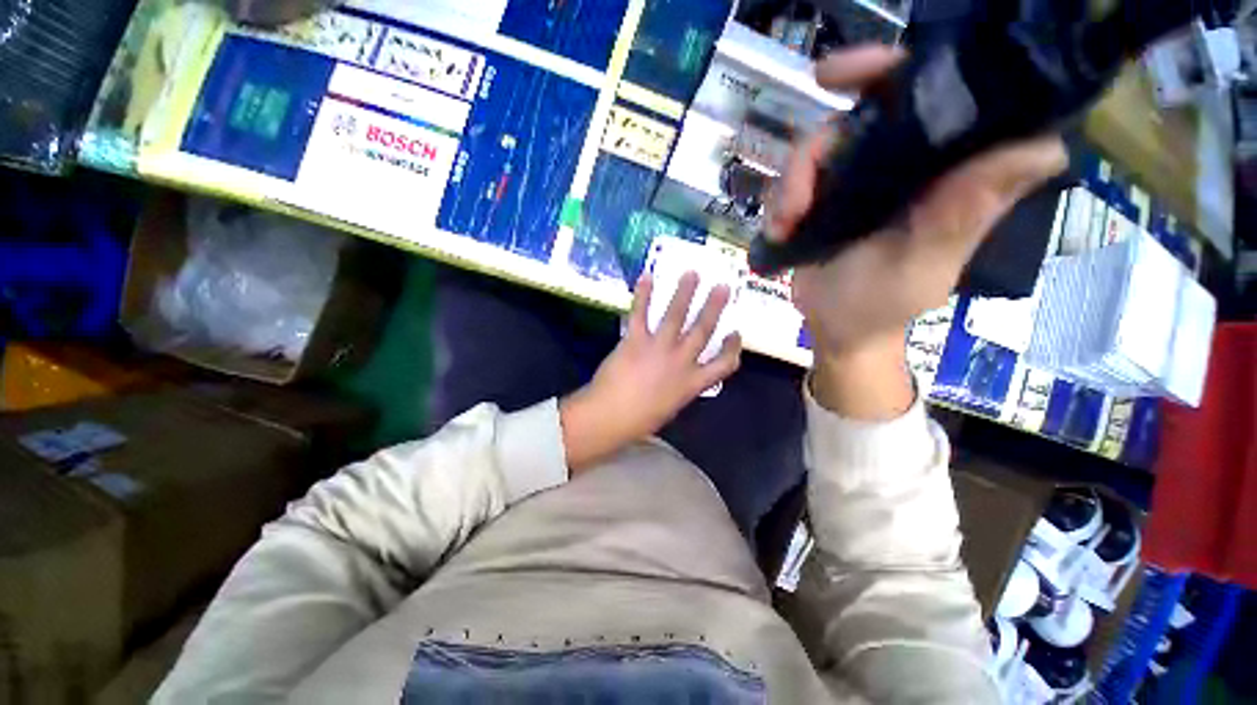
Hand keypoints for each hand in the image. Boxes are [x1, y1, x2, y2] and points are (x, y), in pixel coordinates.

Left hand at [559, 271, 741, 472]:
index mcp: (693, 383)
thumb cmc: (640, 420)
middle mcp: (681, 362)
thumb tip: (680, 376)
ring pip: (676, 315)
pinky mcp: (636, 340)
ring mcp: (659, 348)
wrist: (610, 417)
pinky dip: (643, 294)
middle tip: (723, 287)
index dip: (733, 348)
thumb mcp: (670, 406)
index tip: (735, 333)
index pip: (724, 365)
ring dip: (685, 292)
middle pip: (703, 330)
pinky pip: (641, 313)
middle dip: (715, 307)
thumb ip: (680, 388)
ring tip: (692, 274)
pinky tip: (647, 277)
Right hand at [769, 46, 1065, 417]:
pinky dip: (778, 204)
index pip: (931, 93)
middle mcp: (900, 163)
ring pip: (813, 150)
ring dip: (790, 185)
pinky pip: (789, 182)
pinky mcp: (819, 201)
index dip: (891, 69)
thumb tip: (1043, 148)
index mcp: (941, 169)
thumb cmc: (883, 303)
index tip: (838, 76)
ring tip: (787, 224)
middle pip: (854, 116)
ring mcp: (854, 181)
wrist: (836, 329)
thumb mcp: (925, 262)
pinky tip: (779, 231)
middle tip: (793, 192)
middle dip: (816, 146)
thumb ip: (963, 214)